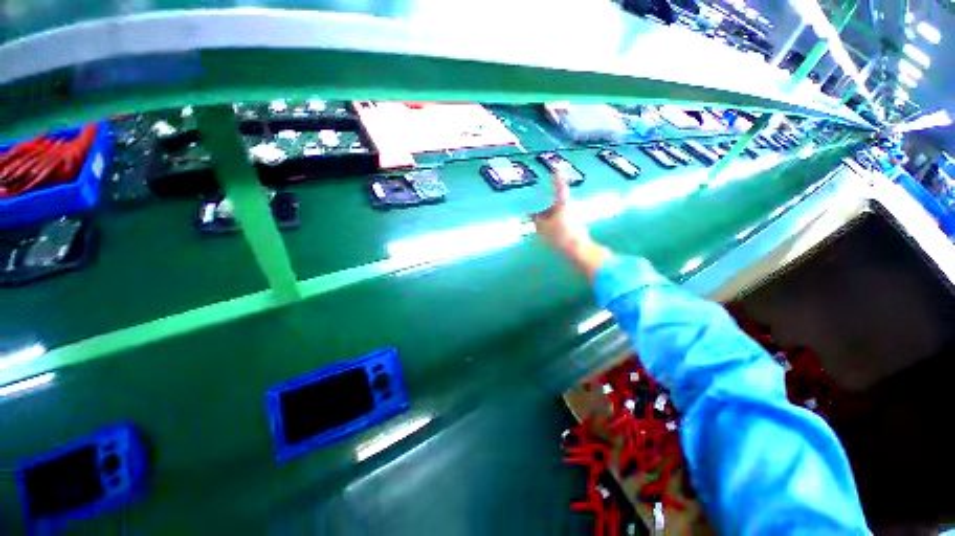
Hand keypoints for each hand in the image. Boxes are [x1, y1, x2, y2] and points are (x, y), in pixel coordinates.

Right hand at [531, 171, 609, 280]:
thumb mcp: (543, 228)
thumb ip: (537, 222)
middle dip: (544, 212)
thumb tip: (533, 217)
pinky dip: (552, 227)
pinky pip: (560, 224)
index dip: (557, 179)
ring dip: (548, 220)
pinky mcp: (575, 228)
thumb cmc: (560, 236)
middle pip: (555, 206)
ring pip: (557, 216)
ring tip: (539, 228)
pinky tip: (547, 235)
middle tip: (533, 217)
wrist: (579, 251)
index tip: (556, 168)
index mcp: (563, 205)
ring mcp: (573, 219)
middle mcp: (570, 209)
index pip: (559, 188)